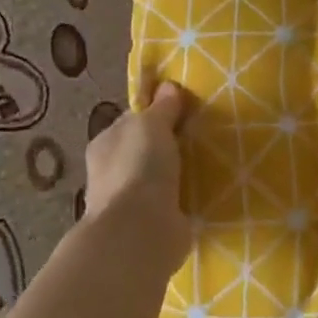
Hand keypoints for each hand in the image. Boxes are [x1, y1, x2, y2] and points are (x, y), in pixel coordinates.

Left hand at [84, 81, 191, 275]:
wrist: (139, 231)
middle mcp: (114, 172)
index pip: (132, 121)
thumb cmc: (139, 168)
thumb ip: (161, 107)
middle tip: (203, 133)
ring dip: (179, 172)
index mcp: (106, 144)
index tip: (184, 108)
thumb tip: (168, 85)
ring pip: (160, 176)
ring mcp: (132, 201)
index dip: (155, 112)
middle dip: (169, 143)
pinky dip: (186, 196)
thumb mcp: (151, 125)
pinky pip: (174, 201)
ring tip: (211, 160)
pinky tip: (206, 189)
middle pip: (146, 149)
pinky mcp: (153, 223)